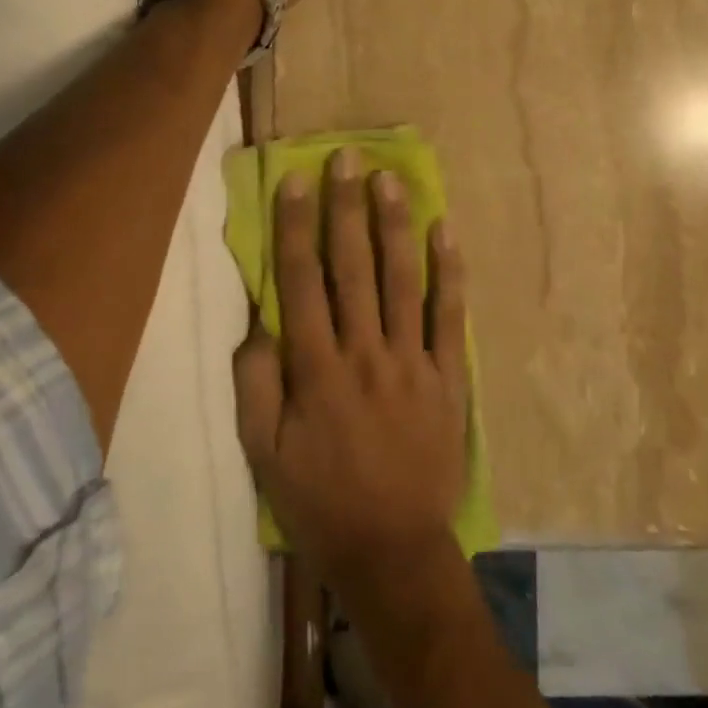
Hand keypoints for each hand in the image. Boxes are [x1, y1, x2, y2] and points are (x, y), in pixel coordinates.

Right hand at [233, 147, 469, 605]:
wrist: (393, 549)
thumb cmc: (320, 501)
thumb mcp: (264, 454)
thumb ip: (257, 384)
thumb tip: (260, 322)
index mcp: (316, 370)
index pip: (302, 282)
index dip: (297, 228)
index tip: (297, 181)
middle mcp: (364, 353)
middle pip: (353, 268)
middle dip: (348, 208)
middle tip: (348, 158)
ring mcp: (412, 362)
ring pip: (403, 280)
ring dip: (395, 226)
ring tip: (391, 179)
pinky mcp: (448, 377)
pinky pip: (451, 317)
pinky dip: (450, 273)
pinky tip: (446, 232)